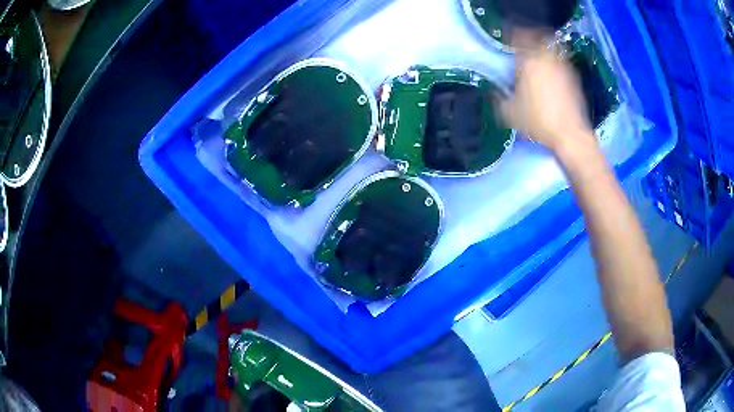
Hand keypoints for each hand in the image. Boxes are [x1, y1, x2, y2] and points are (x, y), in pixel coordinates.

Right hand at [501, 32, 595, 153]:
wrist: (570, 134)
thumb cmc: (538, 121)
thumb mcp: (510, 113)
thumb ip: (499, 98)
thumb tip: (495, 91)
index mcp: (529, 61)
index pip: (519, 37)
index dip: (513, 36)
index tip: (508, 40)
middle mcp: (547, 58)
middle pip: (538, 37)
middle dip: (530, 38)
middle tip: (524, 46)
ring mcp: (563, 67)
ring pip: (552, 48)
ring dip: (544, 50)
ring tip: (538, 59)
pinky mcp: (574, 79)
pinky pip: (562, 62)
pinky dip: (555, 63)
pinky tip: (552, 75)